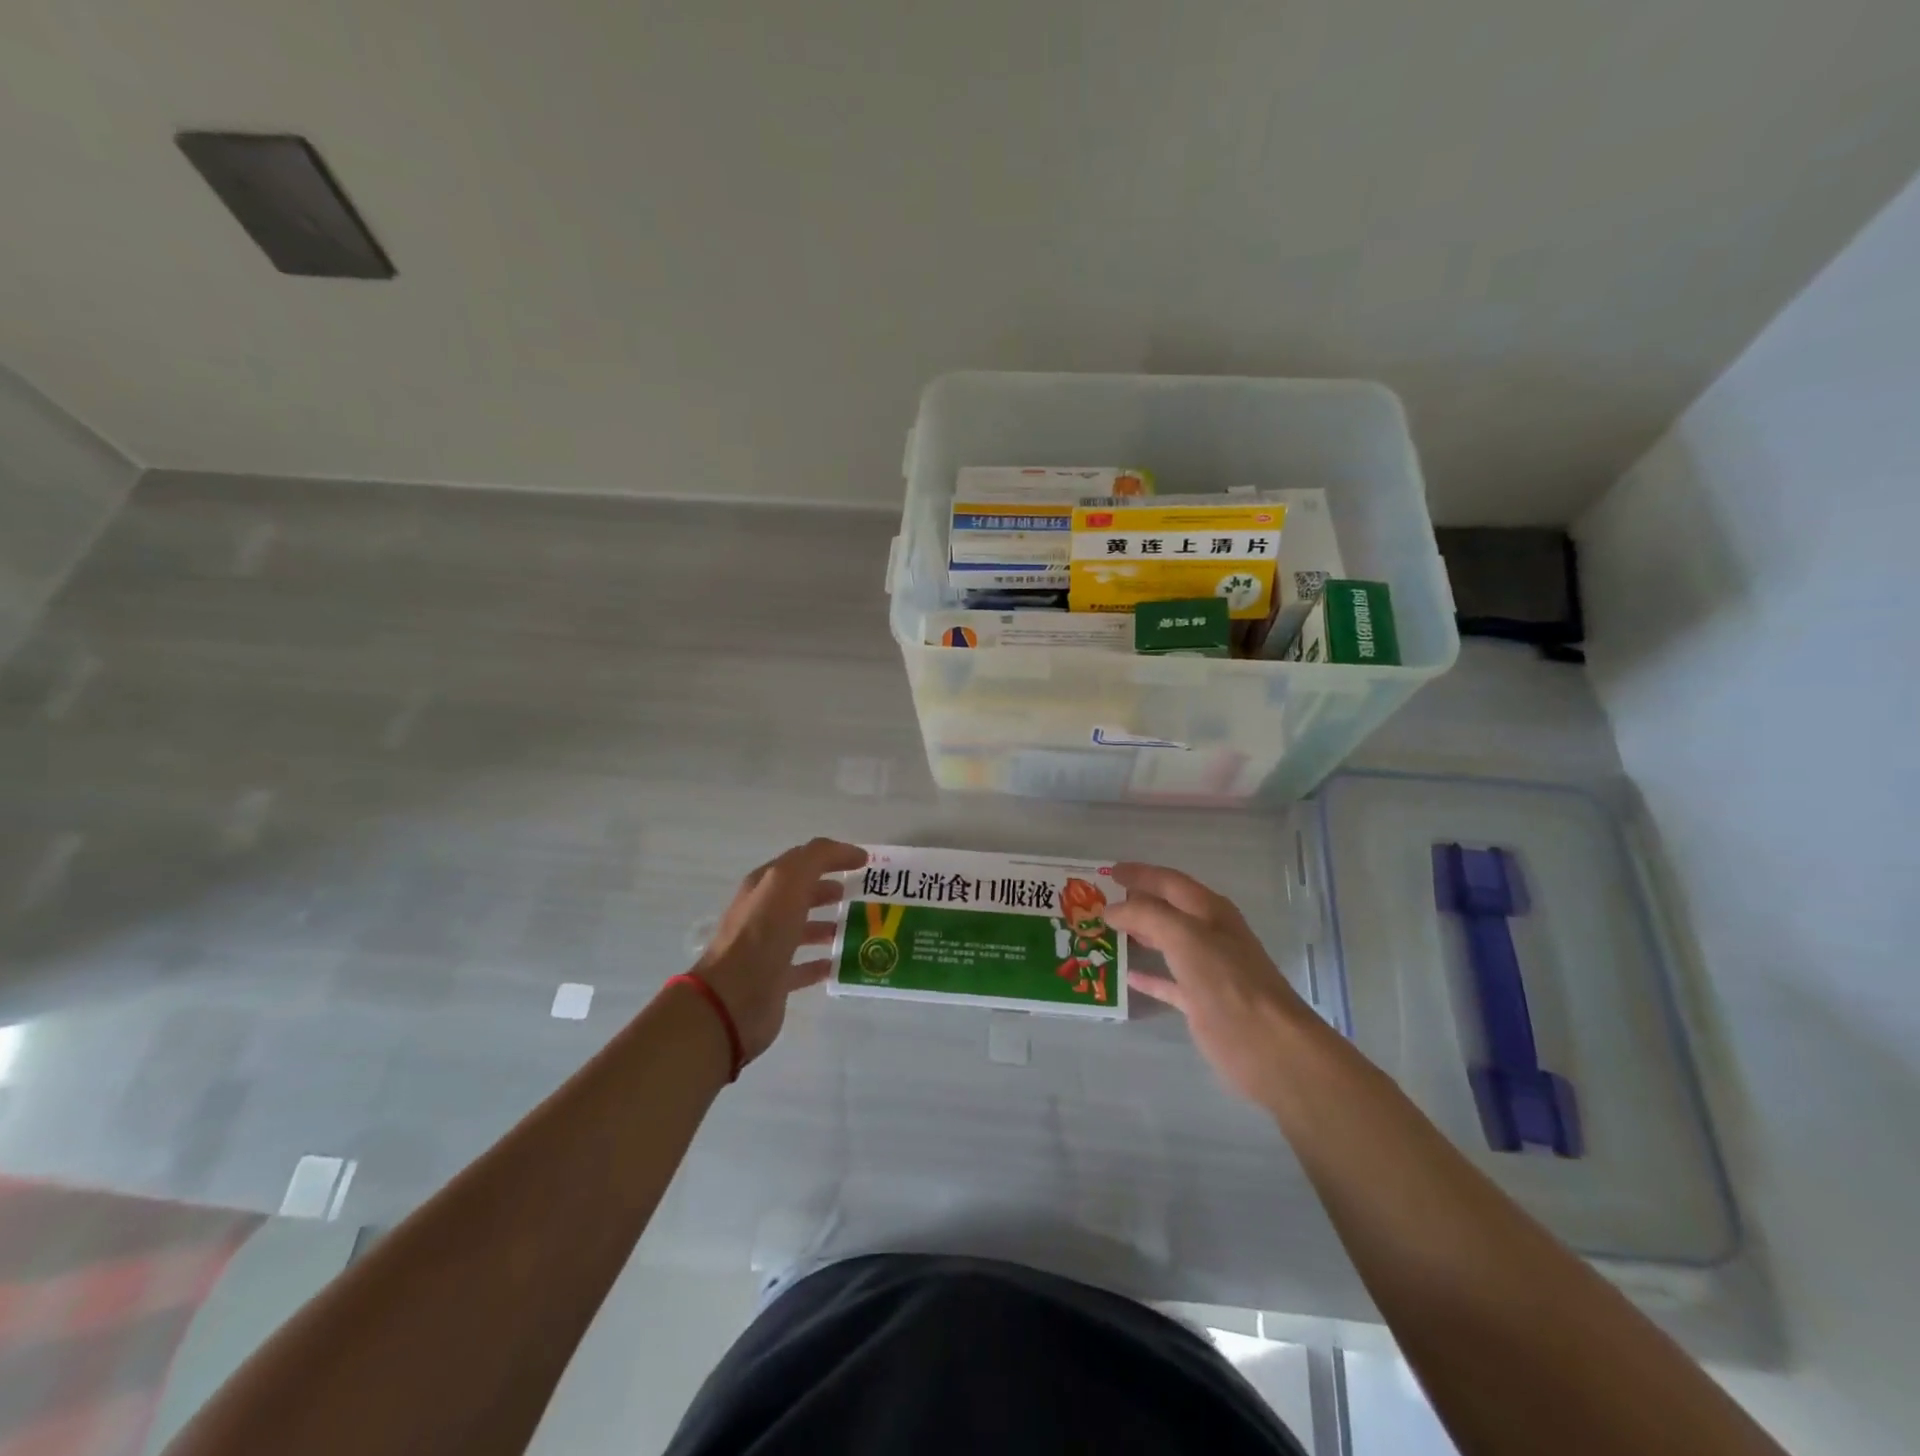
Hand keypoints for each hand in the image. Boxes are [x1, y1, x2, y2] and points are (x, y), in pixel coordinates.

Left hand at [693, 838, 866, 1062]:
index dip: (831, 857)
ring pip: (803, 930)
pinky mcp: (776, 980)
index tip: (864, 862)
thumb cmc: (762, 933)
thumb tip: (853, 852)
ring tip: (857, 927)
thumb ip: (818, 858)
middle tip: (861, 894)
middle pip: (801, 895)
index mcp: (765, 886)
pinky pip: (804, 967)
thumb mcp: (789, 880)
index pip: (801, 862)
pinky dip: (822, 962)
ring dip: (828, 926)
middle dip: (829, 890)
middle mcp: (764, 913)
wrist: (734, 998)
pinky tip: (841, 963)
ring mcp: (769, 948)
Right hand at [1106, 863, 1319, 1108]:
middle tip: (1099, 901)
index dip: (1140, 874)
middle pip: (1167, 910)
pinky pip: (1167, 982)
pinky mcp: (1201, 1002)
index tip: (1108, 872)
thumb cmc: (1227, 980)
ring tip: (1105, 933)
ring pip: (1166, 944)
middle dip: (1136, 903)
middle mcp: (1209, 935)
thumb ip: (1146, 915)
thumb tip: (1112, 909)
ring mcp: (1206, 970)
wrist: (1267, 1044)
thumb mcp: (1184, 936)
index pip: (1169, 881)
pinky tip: (1126, 976)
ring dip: (1139, 935)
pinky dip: (1148, 976)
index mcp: (1209, 911)